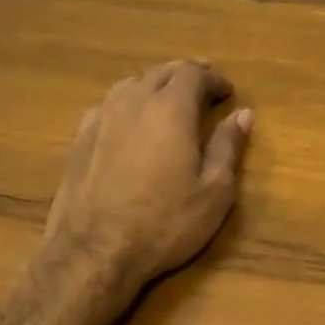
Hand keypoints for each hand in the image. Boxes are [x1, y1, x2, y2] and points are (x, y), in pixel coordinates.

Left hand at [40, 61, 251, 313]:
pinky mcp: (80, 138)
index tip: (228, 92)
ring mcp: (102, 118)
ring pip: (132, 83)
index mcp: (171, 109)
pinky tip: (130, 120)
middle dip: (186, 75)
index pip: (194, 73)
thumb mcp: (214, 191)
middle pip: (162, 72)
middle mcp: (134, 101)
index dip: (214, 78)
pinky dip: (128, 102)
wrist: (93, 252)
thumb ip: (229, 146)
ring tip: (169, 99)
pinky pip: (108, 104)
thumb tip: (243, 115)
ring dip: (155, 84)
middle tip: (204, 88)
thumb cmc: (164, 222)